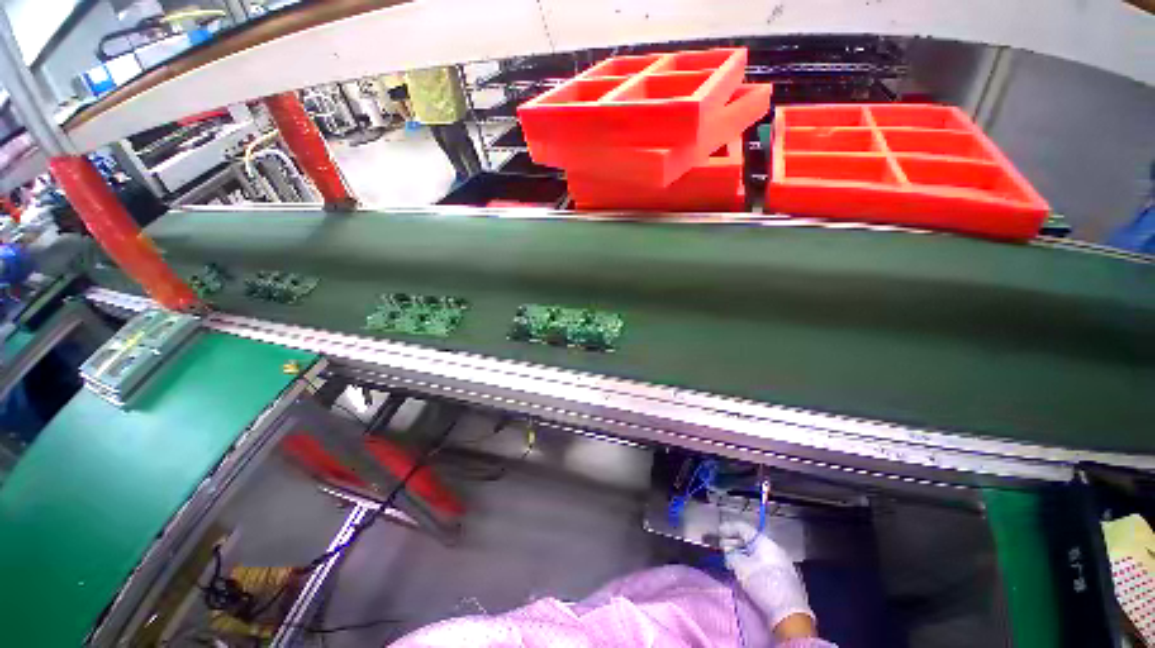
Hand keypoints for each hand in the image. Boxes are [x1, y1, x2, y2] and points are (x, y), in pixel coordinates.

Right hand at [719, 520, 815, 639]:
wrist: (789, 614)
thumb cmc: (763, 584)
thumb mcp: (741, 568)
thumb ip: (730, 555)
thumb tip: (728, 553)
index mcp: (765, 542)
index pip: (743, 528)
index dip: (728, 528)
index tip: (717, 532)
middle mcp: (775, 549)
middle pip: (750, 540)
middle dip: (734, 543)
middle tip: (721, 548)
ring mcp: (781, 564)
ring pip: (756, 553)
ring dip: (742, 554)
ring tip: (730, 561)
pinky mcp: (784, 578)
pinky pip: (763, 563)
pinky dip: (751, 563)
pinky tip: (744, 571)